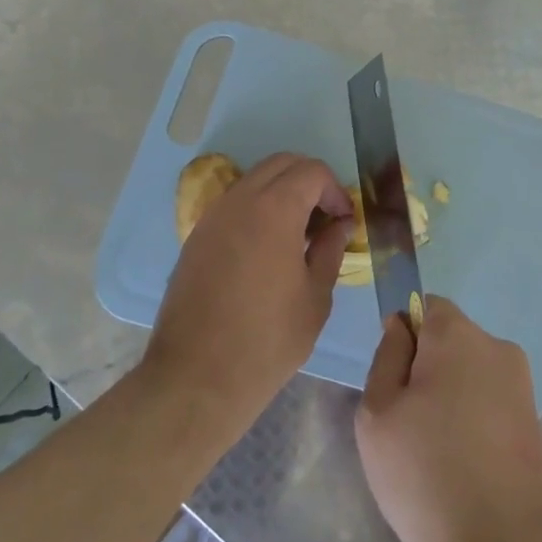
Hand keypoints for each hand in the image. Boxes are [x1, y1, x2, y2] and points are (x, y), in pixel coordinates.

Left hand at [144, 153, 353, 434]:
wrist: (196, 378)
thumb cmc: (268, 340)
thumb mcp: (315, 297)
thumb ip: (330, 250)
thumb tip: (339, 225)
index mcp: (274, 209)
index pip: (312, 171)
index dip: (335, 189)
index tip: (345, 221)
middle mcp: (240, 200)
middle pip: (281, 164)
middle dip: (309, 181)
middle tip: (325, 218)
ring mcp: (212, 216)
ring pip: (254, 180)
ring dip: (281, 192)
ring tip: (297, 234)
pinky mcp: (195, 237)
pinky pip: (233, 203)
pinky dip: (257, 208)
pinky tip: (266, 248)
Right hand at [356, 297, 541, 541]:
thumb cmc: (423, 474)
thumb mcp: (378, 412)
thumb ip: (387, 356)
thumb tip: (400, 325)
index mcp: (459, 335)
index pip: (426, 306)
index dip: (405, 335)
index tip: (394, 380)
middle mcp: (498, 347)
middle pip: (451, 339)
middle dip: (428, 366)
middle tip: (407, 421)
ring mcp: (523, 385)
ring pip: (471, 372)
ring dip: (452, 394)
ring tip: (434, 449)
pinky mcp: (534, 422)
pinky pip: (491, 401)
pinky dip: (474, 419)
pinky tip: (462, 464)